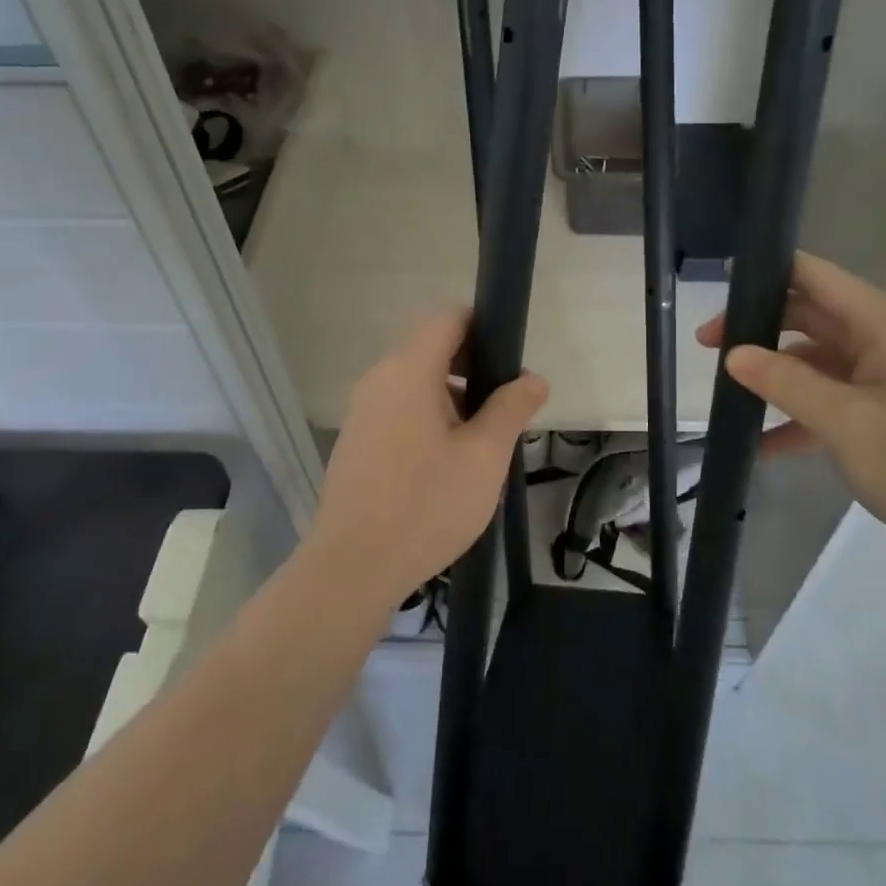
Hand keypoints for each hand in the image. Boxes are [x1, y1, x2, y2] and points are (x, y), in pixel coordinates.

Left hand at [308, 309, 548, 609]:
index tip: (511, 362)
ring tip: (480, 444)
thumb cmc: (426, 504)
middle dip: (473, 369)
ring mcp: (362, 411)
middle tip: (505, 410)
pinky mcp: (356, 441)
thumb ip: (511, 408)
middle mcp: (379, 379)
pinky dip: (427, 419)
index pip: (449, 318)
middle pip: (432, 349)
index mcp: (409, 370)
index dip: (485, 328)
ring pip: (416, 383)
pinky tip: (445, 465)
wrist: (353, 567)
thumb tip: (533, 378)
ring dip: (452, 398)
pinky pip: (399, 410)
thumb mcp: (485, 456)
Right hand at [697, 252, 885, 569]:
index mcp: (883, 324)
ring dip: (774, 375)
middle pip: (809, 315)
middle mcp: (884, 339)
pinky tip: (763, 445)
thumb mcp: (845, 423)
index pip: (814, 276)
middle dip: (758, 329)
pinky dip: (798, 414)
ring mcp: (885, 376)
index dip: (766, 274)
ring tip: (726, 395)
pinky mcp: (884, 410)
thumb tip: (732, 354)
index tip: (719, 291)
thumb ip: (785, 382)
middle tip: (707, 348)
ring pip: (815, 358)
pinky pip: (830, 397)